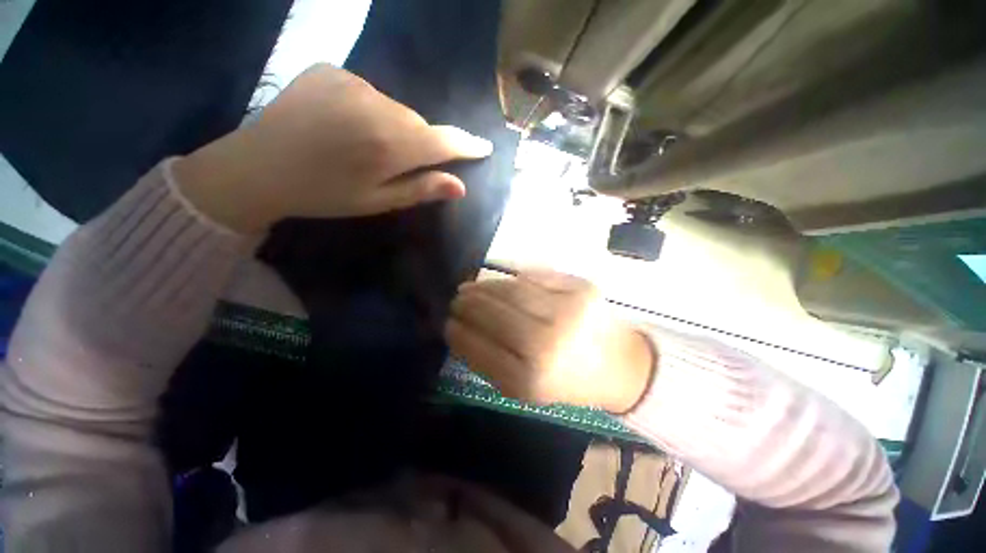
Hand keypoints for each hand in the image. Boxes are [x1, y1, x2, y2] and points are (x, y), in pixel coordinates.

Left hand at [174, 64, 492, 232]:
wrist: (257, 167)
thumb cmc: (323, 194)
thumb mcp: (377, 202)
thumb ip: (420, 190)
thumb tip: (460, 186)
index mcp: (389, 146)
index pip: (443, 141)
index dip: (466, 145)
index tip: (484, 146)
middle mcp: (377, 107)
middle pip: (419, 124)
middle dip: (420, 143)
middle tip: (398, 163)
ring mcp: (351, 82)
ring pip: (396, 108)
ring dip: (394, 127)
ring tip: (366, 146)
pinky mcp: (331, 70)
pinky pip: (369, 92)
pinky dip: (369, 109)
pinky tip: (345, 124)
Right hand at [445, 270, 654, 412]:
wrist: (620, 365)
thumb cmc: (567, 381)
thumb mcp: (524, 388)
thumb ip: (490, 362)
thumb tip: (460, 329)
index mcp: (530, 381)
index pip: (479, 348)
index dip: (458, 333)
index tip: (447, 323)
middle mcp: (547, 345)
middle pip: (494, 314)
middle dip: (468, 304)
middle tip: (457, 299)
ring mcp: (567, 311)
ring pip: (512, 291)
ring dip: (486, 287)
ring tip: (471, 287)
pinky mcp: (581, 288)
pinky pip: (535, 277)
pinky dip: (513, 278)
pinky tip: (502, 282)